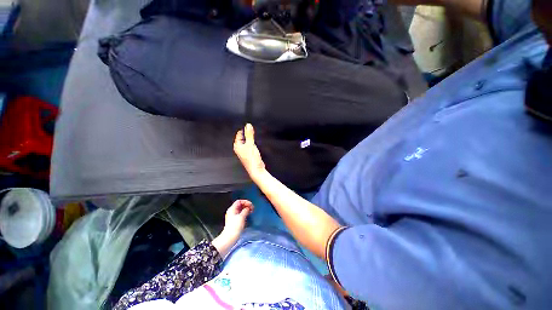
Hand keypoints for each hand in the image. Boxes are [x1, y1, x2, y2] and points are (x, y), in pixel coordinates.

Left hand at [212, 200, 254, 256]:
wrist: (229, 238)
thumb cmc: (235, 227)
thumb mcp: (242, 217)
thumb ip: (245, 210)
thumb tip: (248, 208)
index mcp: (232, 209)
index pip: (239, 201)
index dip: (246, 202)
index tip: (251, 205)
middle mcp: (232, 211)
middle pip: (240, 205)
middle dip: (246, 205)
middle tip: (252, 208)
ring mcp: (233, 216)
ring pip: (240, 209)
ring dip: (246, 209)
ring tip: (251, 212)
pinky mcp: (234, 221)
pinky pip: (240, 214)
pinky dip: (245, 213)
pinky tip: (247, 216)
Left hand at [234, 124, 265, 180]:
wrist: (256, 169)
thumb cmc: (251, 159)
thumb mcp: (250, 144)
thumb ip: (249, 134)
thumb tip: (248, 125)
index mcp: (237, 146)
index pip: (239, 134)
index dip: (243, 129)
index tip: (248, 125)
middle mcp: (239, 149)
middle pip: (243, 138)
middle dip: (247, 133)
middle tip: (252, 128)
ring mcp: (244, 152)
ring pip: (247, 142)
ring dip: (250, 138)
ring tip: (254, 134)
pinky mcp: (249, 154)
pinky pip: (250, 145)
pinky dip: (252, 143)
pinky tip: (256, 142)